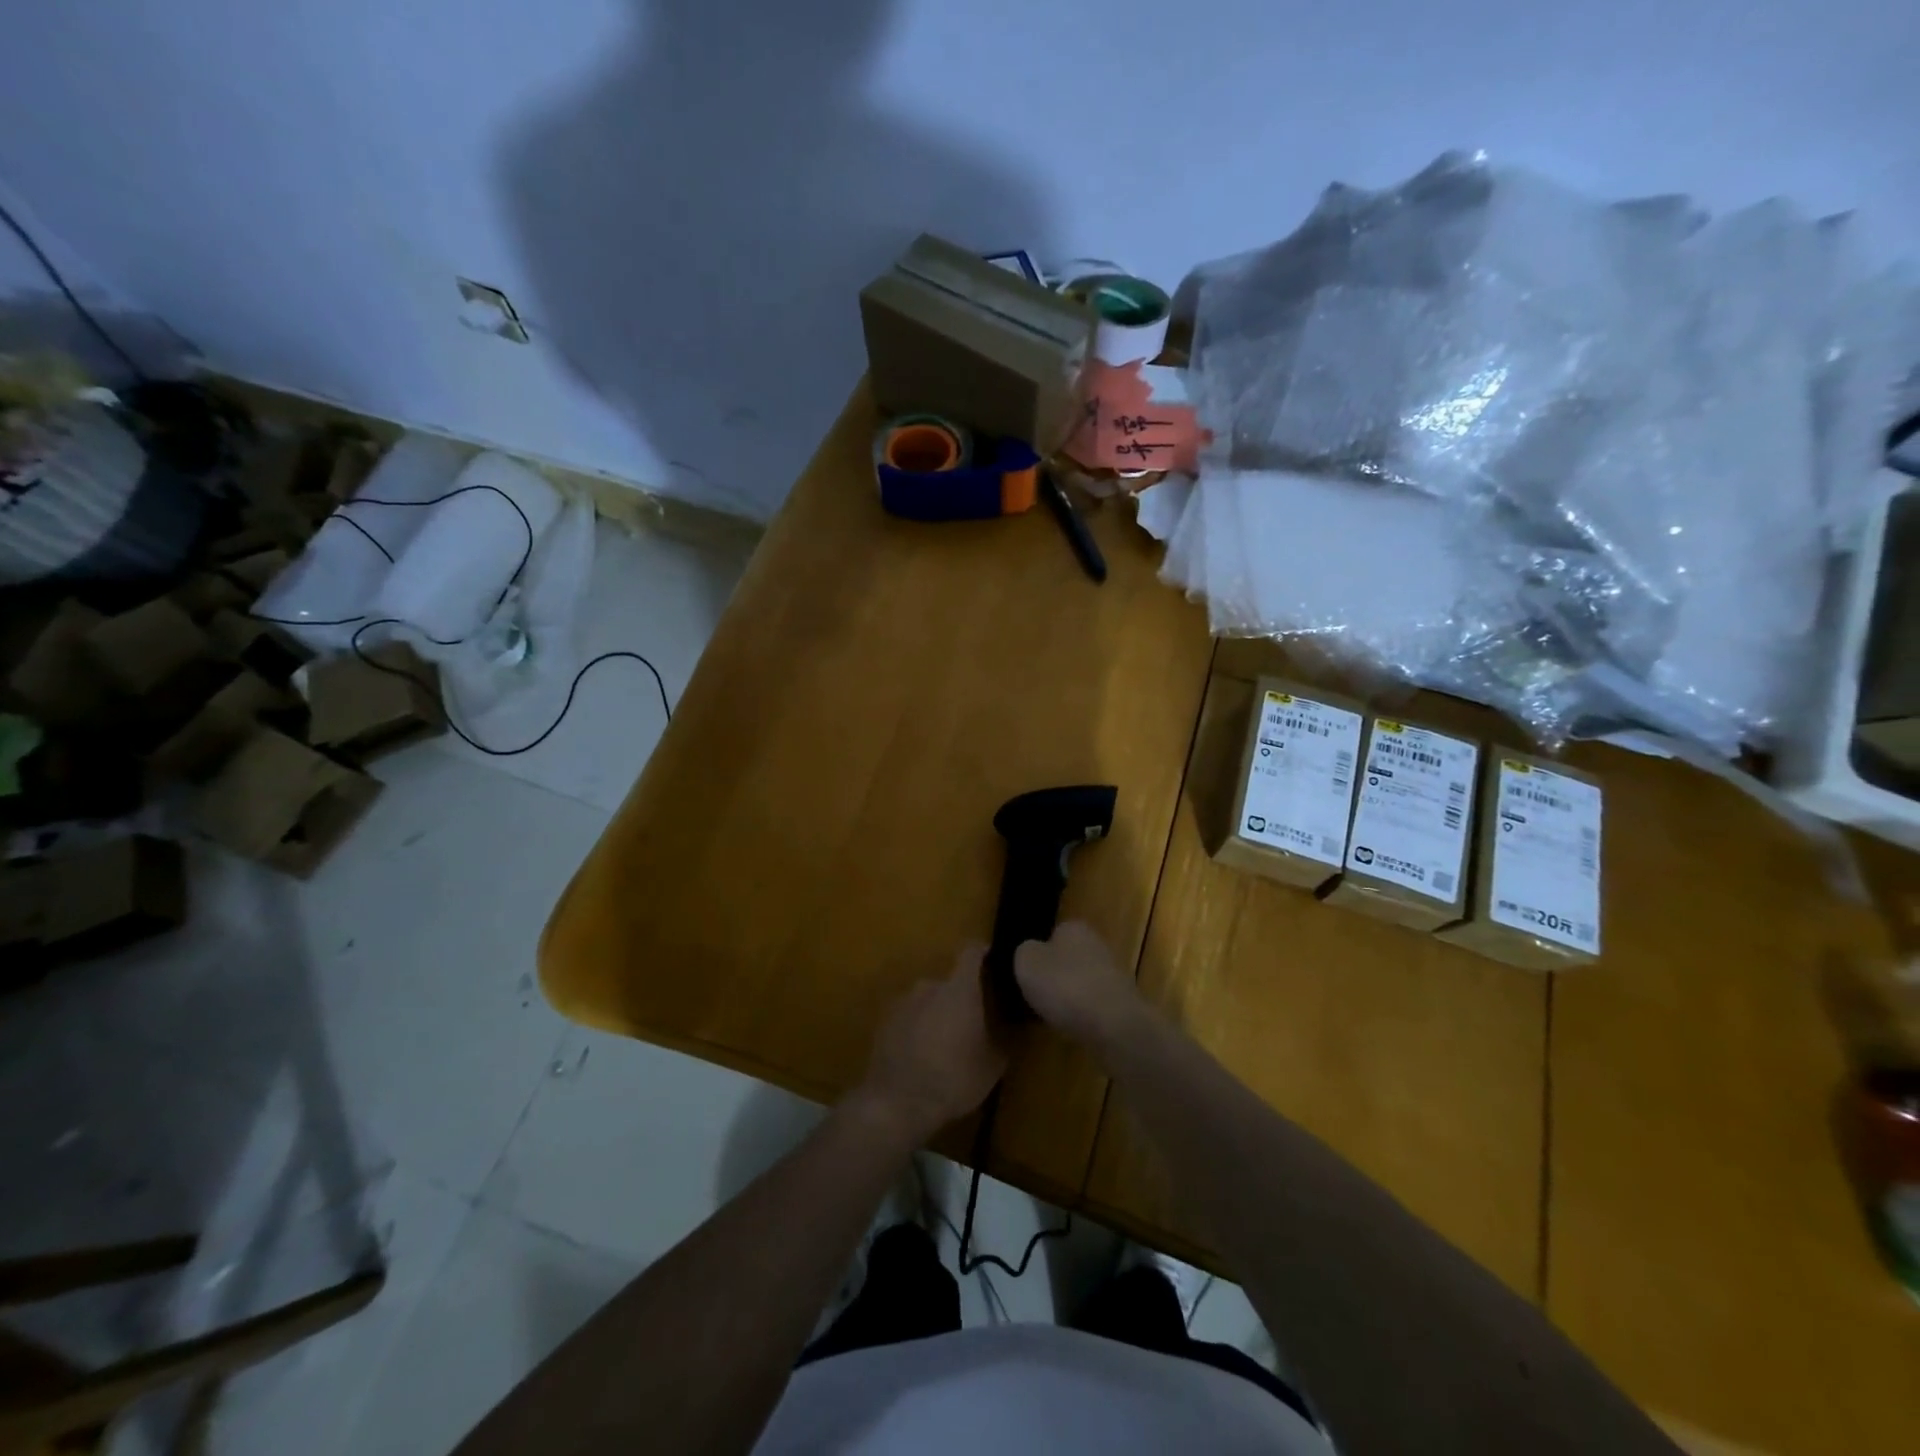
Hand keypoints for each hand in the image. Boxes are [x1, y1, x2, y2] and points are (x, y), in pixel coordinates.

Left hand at [855, 947, 1005, 1142]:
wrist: (896, 1103)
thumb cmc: (953, 1079)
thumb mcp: (992, 1066)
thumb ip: (1002, 1040)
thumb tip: (1008, 1030)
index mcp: (959, 989)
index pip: (971, 952)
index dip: (983, 952)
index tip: (992, 961)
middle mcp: (929, 986)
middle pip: (949, 982)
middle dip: (960, 998)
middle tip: (970, 1023)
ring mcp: (902, 1002)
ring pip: (927, 1001)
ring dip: (937, 1014)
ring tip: (944, 1044)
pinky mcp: (883, 1022)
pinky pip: (908, 1017)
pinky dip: (916, 1028)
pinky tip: (921, 1055)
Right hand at [1014, 921, 1146, 1048]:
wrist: (1113, 1024)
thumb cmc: (1065, 985)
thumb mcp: (1026, 962)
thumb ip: (1024, 952)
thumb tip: (1031, 953)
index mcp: (1074, 927)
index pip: (1053, 933)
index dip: (1039, 952)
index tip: (1028, 973)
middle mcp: (1098, 944)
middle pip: (1070, 958)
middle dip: (1056, 974)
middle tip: (1037, 994)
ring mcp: (1114, 975)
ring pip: (1082, 982)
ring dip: (1070, 996)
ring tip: (1051, 1015)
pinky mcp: (1123, 1004)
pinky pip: (1094, 1006)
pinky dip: (1083, 1015)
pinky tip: (1073, 1029)